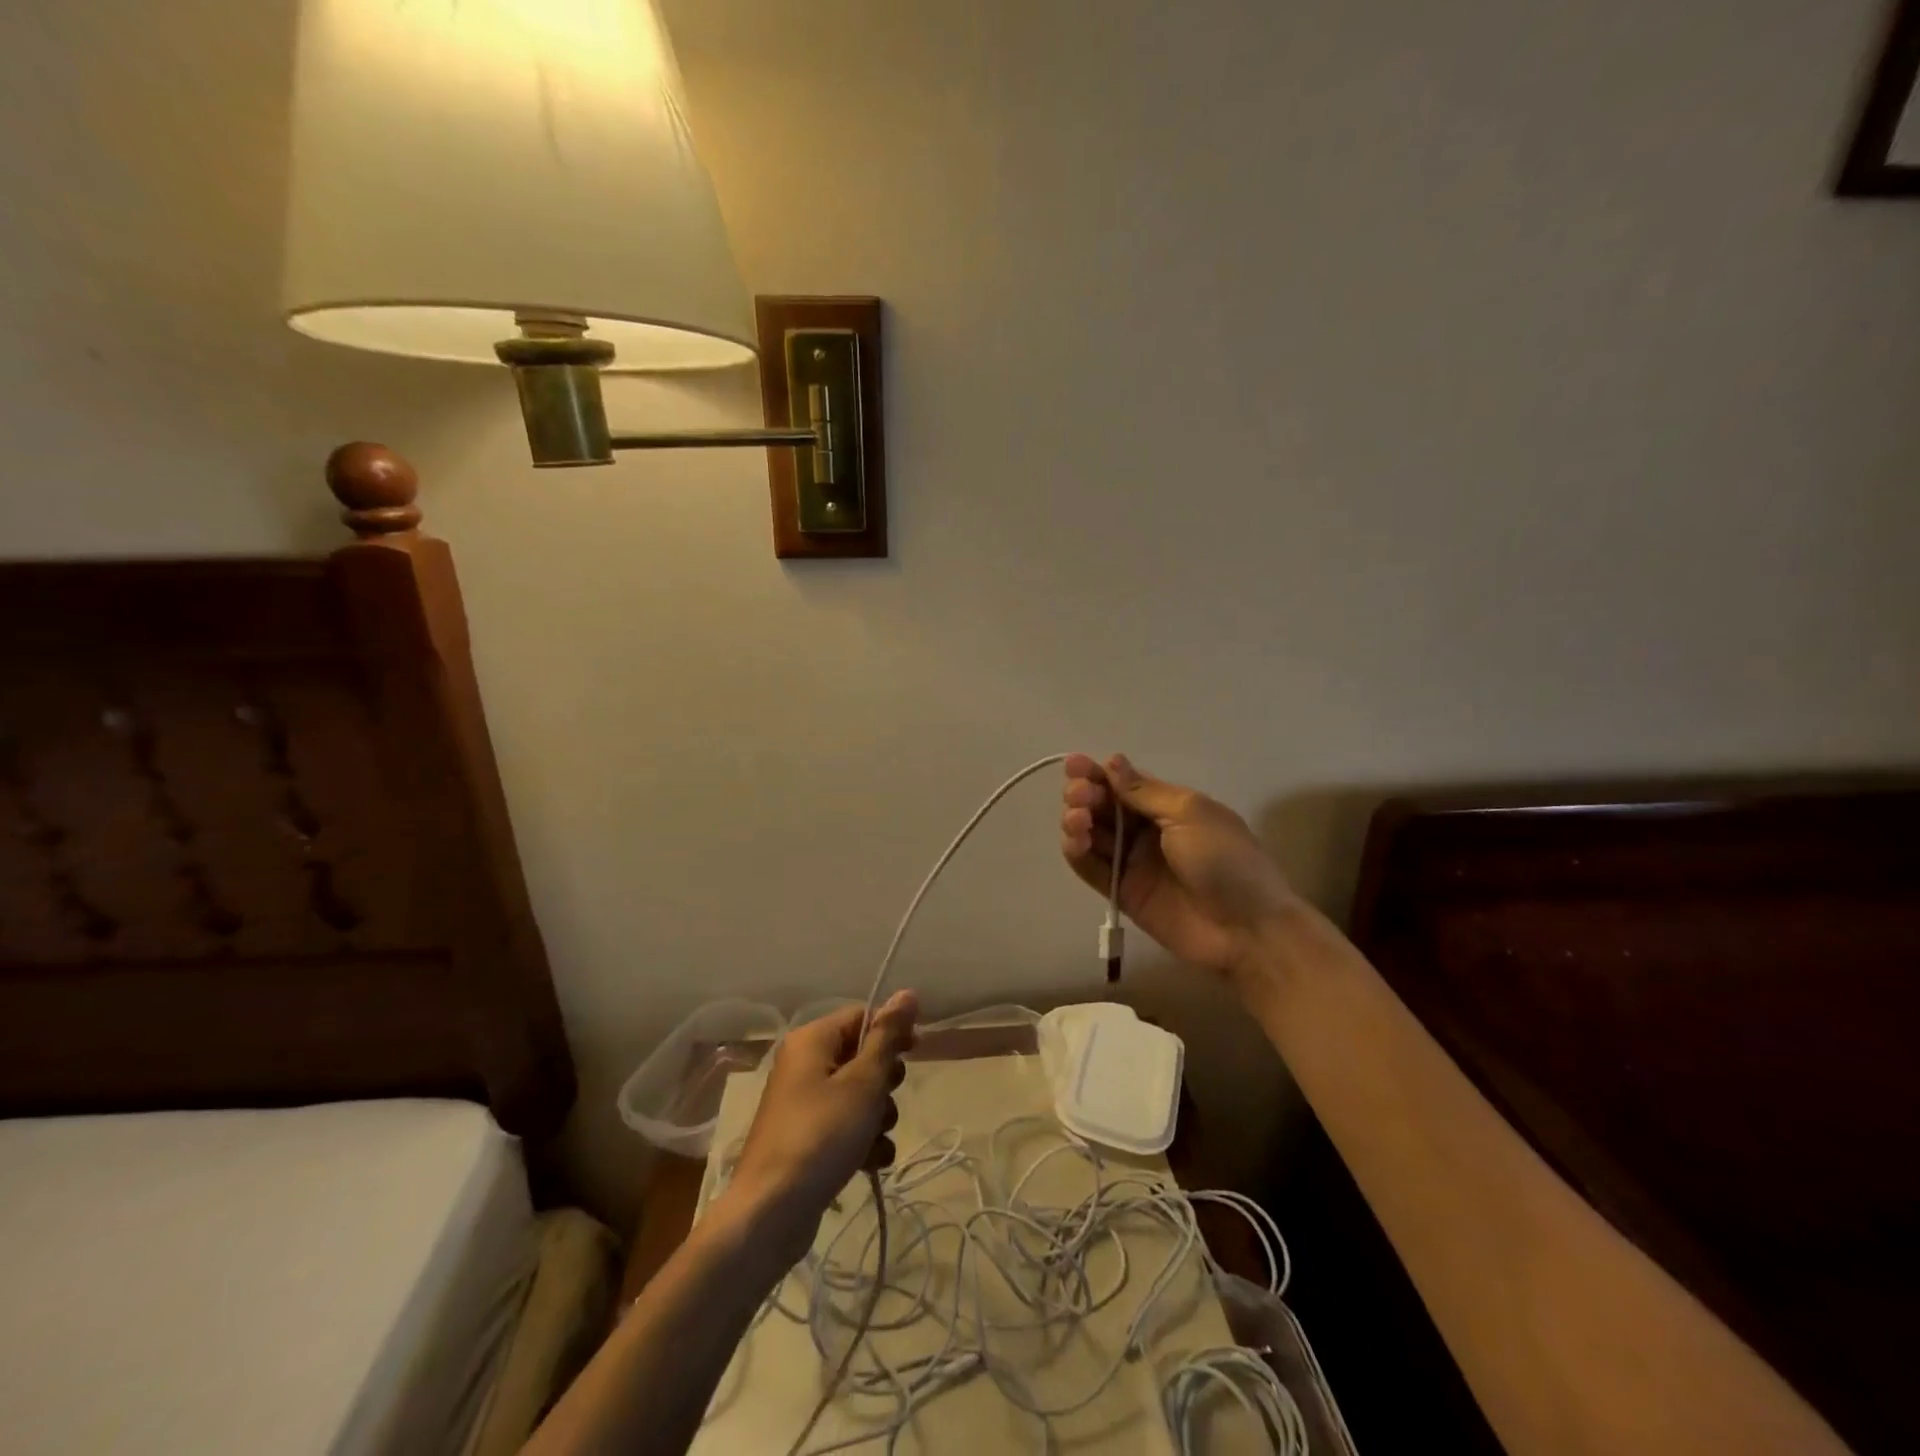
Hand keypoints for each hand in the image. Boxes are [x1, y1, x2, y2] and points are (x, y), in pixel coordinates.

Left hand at [726, 991, 918, 1263]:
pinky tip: (871, 1163)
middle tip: (885, 1102)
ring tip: (876, 1140)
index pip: (861, 1017)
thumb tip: (907, 992)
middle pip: (861, 1057)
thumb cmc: (822, 1134)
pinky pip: (844, 1126)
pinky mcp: (805, 1138)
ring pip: (857, 1095)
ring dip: (877, 1117)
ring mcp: (802, 1103)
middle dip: (884, 1084)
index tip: (914, 1054)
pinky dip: (861, 1141)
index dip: (891, 1032)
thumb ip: (887, 1037)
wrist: (771, 1212)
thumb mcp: (864, 1082)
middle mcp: (803, 1064)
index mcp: (811, 1040)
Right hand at [1061, 753, 1298, 985]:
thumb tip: (1111, 761)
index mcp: (1169, 807)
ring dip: (1077, 820)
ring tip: (1077, 819)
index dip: (1098, 773)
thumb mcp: (1190, 813)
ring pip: (1093, 835)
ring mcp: (1134, 863)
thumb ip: (1145, 792)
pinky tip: (1075, 841)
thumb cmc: (1226, 859)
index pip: (1124, 784)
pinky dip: (1077, 853)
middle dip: (1085, 794)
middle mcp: (1147, 831)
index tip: (1075, 764)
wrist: (1248, 929)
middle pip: (1104, 806)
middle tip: (1079, 795)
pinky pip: (1093, 869)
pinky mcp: (1123, 893)